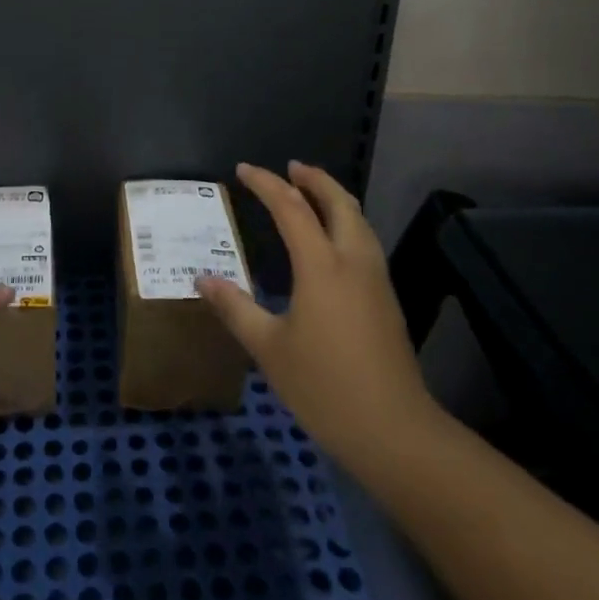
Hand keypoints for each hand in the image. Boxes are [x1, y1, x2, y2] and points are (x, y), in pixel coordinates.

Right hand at [197, 162, 445, 484]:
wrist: (395, 431)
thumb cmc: (325, 387)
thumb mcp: (269, 349)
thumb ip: (236, 309)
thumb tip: (203, 279)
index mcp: (321, 265)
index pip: (291, 208)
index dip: (266, 184)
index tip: (243, 169)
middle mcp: (352, 260)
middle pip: (337, 201)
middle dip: (314, 178)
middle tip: (290, 167)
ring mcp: (375, 278)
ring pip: (357, 218)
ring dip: (333, 197)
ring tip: (310, 192)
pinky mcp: (386, 297)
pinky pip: (364, 239)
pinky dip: (345, 220)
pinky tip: (332, 239)